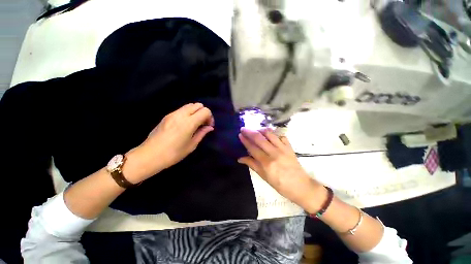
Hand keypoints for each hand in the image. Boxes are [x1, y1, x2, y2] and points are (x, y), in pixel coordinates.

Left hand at [124, 103, 213, 182]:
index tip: (208, 126)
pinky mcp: (167, 115)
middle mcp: (181, 114)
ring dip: (196, 112)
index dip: (210, 117)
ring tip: (195, 124)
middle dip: (203, 113)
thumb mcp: (191, 145)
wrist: (150, 155)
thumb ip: (202, 133)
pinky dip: (188, 113)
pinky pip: (182, 109)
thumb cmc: (173, 153)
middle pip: (198, 105)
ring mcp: (173, 114)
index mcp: (189, 123)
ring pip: (190, 105)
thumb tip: (209, 127)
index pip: (205, 111)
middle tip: (203, 124)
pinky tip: (186, 124)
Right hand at [238, 128, 323, 209]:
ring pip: (270, 134)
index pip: (253, 148)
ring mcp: (283, 149)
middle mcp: (274, 153)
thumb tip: (240, 158)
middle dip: (250, 132)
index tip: (240, 134)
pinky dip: (274, 134)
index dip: (245, 140)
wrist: (301, 186)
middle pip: (260, 138)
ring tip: (255, 130)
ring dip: (261, 130)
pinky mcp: (290, 147)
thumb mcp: (264, 177)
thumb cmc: (280, 184)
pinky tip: (270, 135)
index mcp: (266, 163)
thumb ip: (252, 165)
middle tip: (244, 128)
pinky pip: (281, 136)